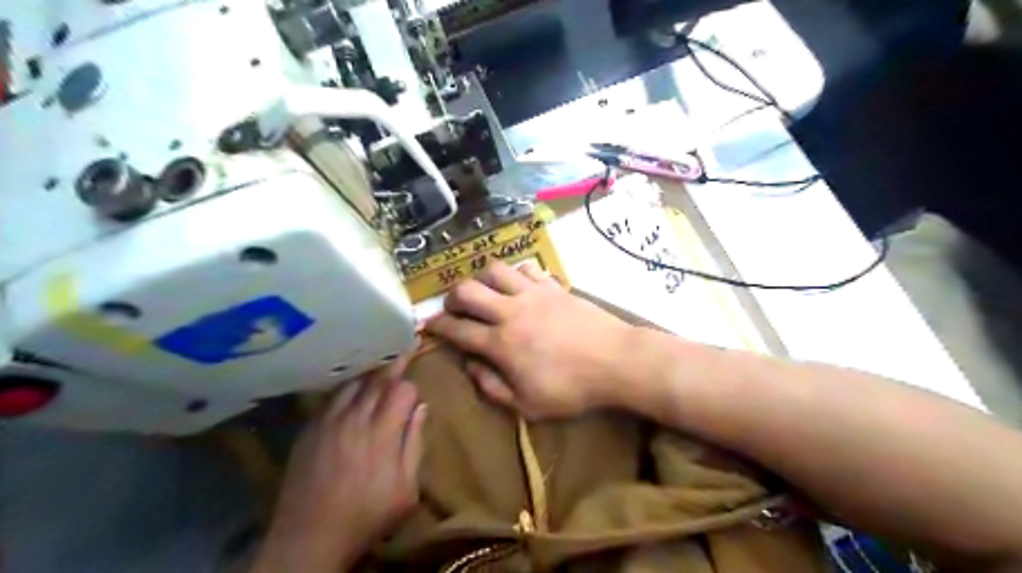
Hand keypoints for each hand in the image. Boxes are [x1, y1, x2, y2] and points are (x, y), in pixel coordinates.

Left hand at [261, 365, 429, 570]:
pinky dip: (346, 387)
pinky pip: (331, 397)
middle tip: (402, 347)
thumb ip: (415, 444)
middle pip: (376, 379)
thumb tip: (422, 407)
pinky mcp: (309, 429)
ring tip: (378, 363)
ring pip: (352, 383)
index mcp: (382, 432)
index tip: (415, 389)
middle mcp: (354, 418)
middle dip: (393, 364)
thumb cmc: (366, 515)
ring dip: (369, 373)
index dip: (410, 386)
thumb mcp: (406, 489)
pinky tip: (351, 389)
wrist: (309, 537)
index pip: (401, 390)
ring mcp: (328, 421)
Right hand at [426, 262, 635, 418]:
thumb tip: (470, 366)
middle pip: (467, 290)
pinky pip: (526, 268)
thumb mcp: (528, 405)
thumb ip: (492, 387)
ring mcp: (533, 294)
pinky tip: (518, 286)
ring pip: (494, 270)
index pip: (457, 329)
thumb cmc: (572, 389)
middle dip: (452, 297)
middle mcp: (511, 312)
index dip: (438, 326)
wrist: (616, 361)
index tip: (429, 326)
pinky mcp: (553, 285)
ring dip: (482, 279)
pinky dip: (515, 274)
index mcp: (501, 344)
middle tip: (456, 308)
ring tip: (486, 292)